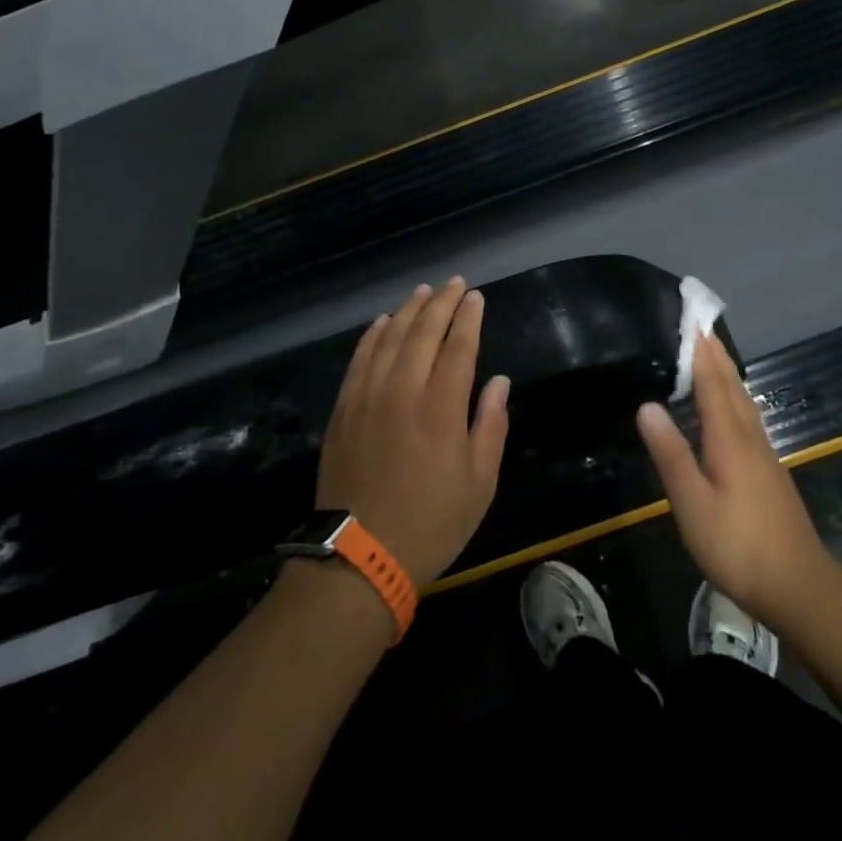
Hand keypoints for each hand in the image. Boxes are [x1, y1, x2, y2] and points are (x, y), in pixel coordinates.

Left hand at [316, 278, 510, 584]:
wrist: (359, 557)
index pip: (458, 346)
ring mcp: (367, 397)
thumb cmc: (431, 523)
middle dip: (441, 303)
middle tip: (454, 283)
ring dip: (408, 311)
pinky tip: (382, 322)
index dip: (468, 317)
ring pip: (389, 339)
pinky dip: (373, 335)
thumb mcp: (479, 484)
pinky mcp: (343, 410)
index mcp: (441, 408)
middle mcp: (402, 391)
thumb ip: (490, 426)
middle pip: (423, 332)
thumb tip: (498, 381)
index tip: (475, 296)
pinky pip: (359, 359)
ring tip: (423, 291)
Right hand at [636, 331, 831, 628]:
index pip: (714, 384)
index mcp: (730, 440)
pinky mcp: (770, 474)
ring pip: (744, 404)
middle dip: (717, 357)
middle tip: (702, 329)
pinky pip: (748, 420)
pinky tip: (732, 411)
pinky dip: (736, 400)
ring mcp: (765, 457)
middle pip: (733, 388)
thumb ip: (671, 454)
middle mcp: (750, 439)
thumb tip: (647, 405)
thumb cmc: (738, 546)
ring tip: (715, 357)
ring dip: (729, 376)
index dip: (702, 354)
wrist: (800, 587)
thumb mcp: (693, 504)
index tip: (693, 323)